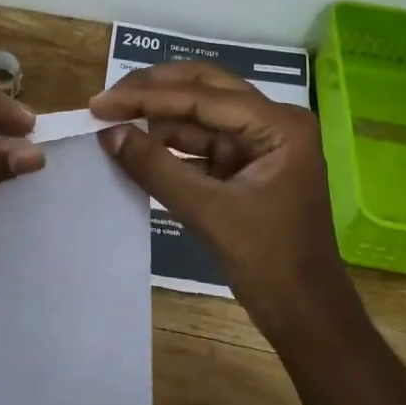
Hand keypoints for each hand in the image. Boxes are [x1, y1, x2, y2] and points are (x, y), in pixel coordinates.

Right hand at [90, 61, 359, 347]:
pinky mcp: (245, 165)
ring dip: (157, 118)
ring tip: (112, 120)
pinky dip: (168, 145)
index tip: (100, 103)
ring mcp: (259, 143)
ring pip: (199, 115)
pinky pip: (201, 143)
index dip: (146, 96)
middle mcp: (272, 122)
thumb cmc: (268, 262)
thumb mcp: (207, 212)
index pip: (202, 96)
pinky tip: (136, 146)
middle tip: (105, 100)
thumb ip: (156, 167)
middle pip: (203, 89)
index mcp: (278, 124)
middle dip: (153, 92)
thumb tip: (108, 133)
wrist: (305, 315)